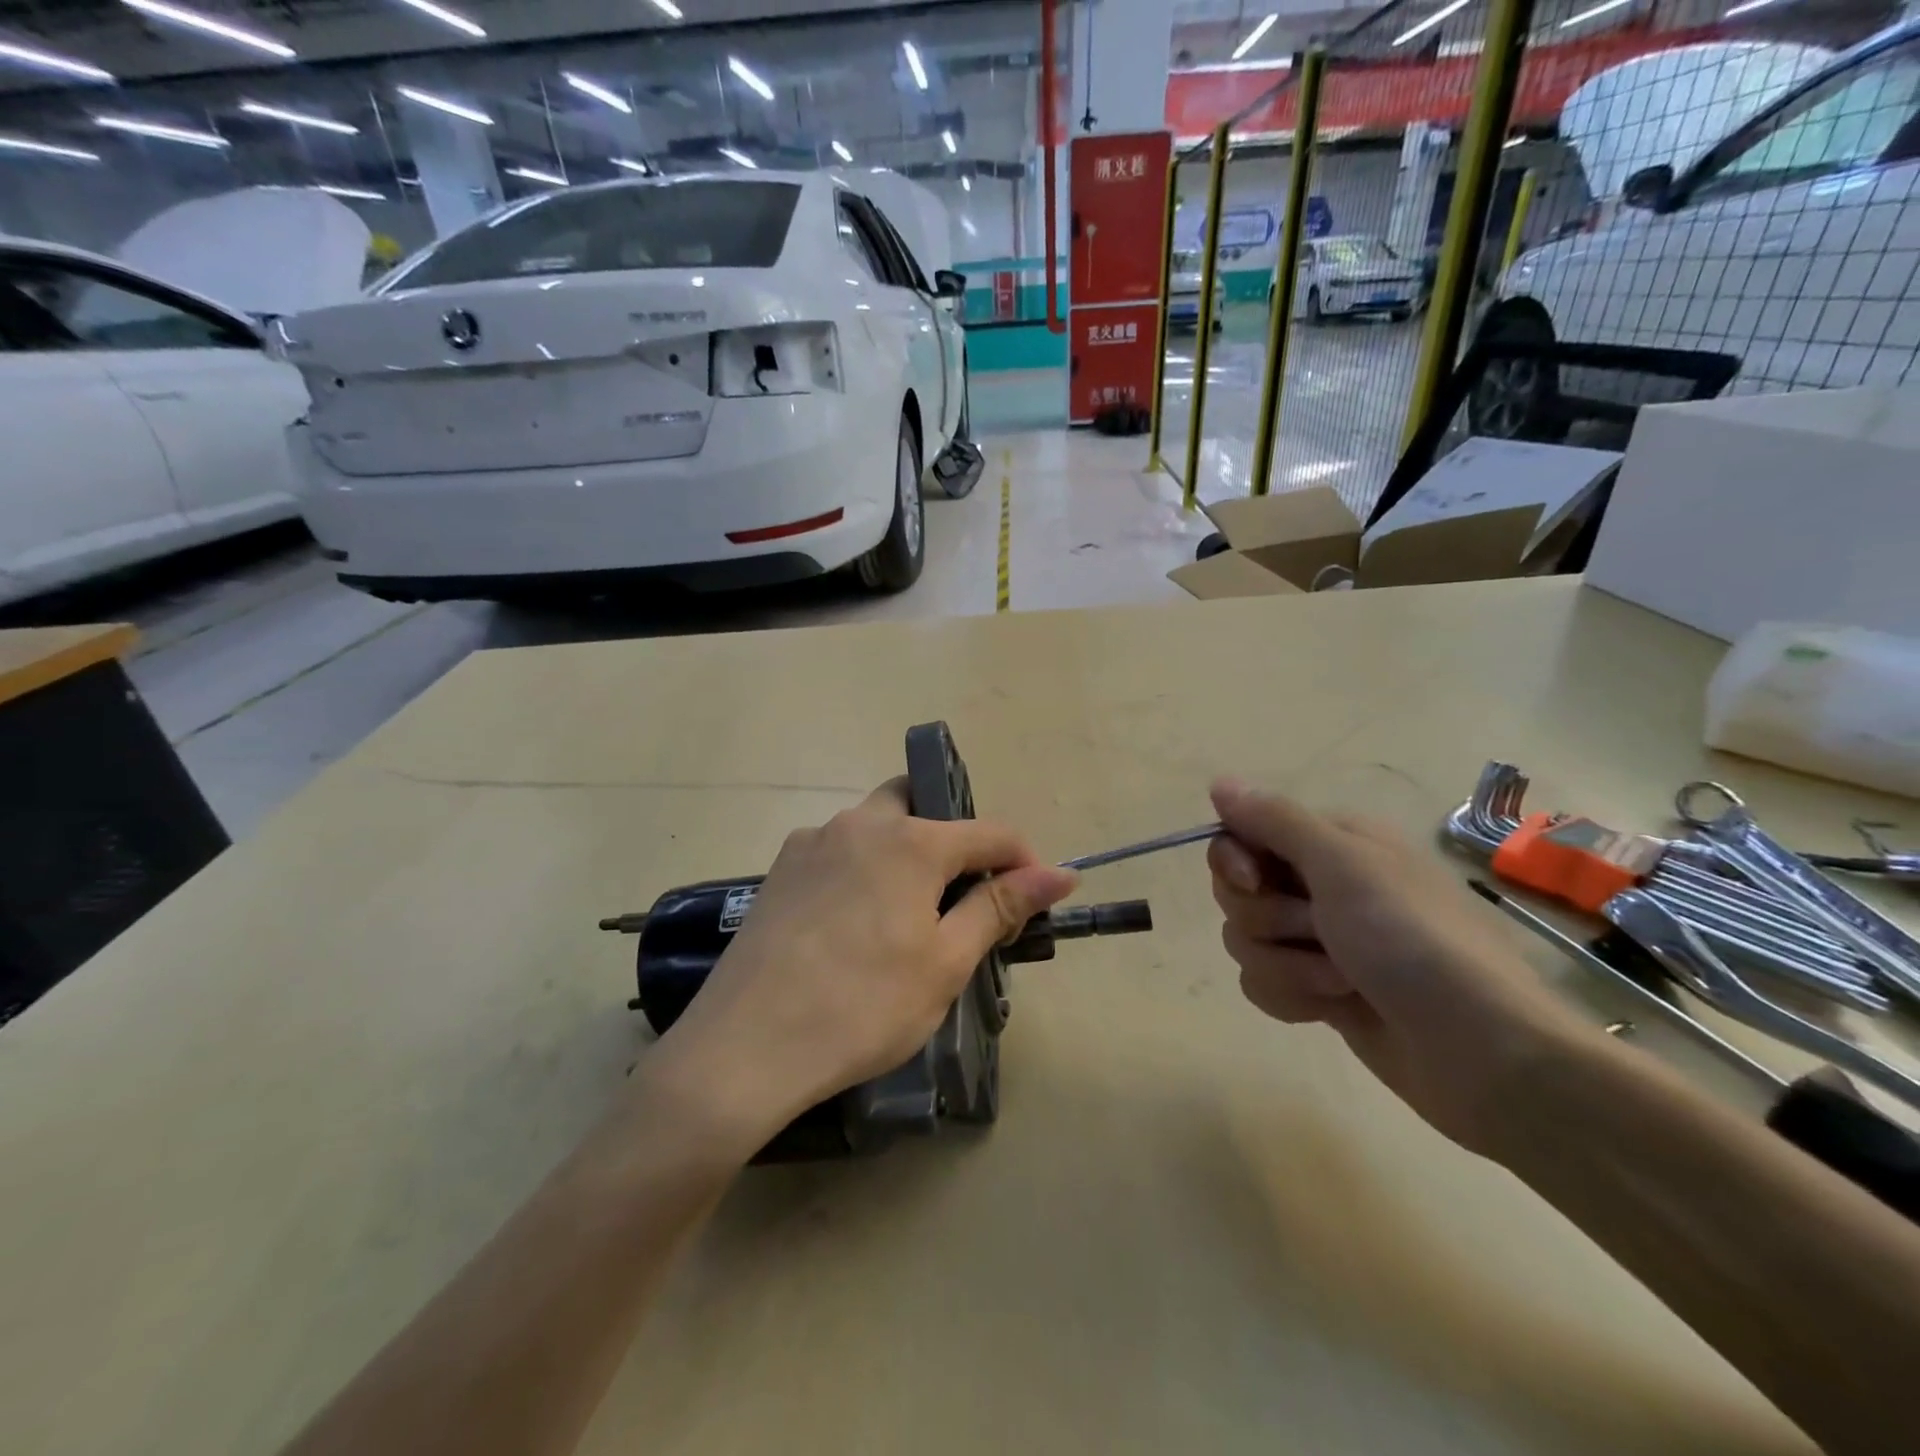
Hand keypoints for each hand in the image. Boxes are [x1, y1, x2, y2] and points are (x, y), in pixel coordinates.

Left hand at [644, 780, 1077, 1150]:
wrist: (744, 1048)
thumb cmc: (862, 1007)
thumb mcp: (945, 962)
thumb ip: (999, 907)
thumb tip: (1059, 873)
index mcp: (909, 841)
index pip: (988, 832)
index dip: (1022, 862)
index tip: (1036, 899)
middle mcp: (859, 824)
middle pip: (921, 806)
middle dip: (952, 839)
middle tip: (962, 896)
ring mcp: (812, 842)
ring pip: (875, 826)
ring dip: (905, 852)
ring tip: (909, 915)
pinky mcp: (779, 870)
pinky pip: (838, 851)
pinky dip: (864, 869)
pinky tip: (856, 923)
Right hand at [1207, 779, 1585, 1151]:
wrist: (1482, 1053)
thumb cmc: (1413, 941)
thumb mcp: (1344, 865)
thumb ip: (1275, 821)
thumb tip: (1220, 782)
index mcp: (1332, 843)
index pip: (1242, 834)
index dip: (1234, 859)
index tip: (1252, 881)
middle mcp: (1321, 885)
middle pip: (1236, 890)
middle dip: (1266, 920)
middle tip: (1316, 932)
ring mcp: (1319, 940)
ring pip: (1245, 940)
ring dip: (1285, 965)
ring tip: (1340, 982)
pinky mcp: (1318, 989)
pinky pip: (1262, 982)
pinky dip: (1292, 997)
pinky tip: (1335, 1009)